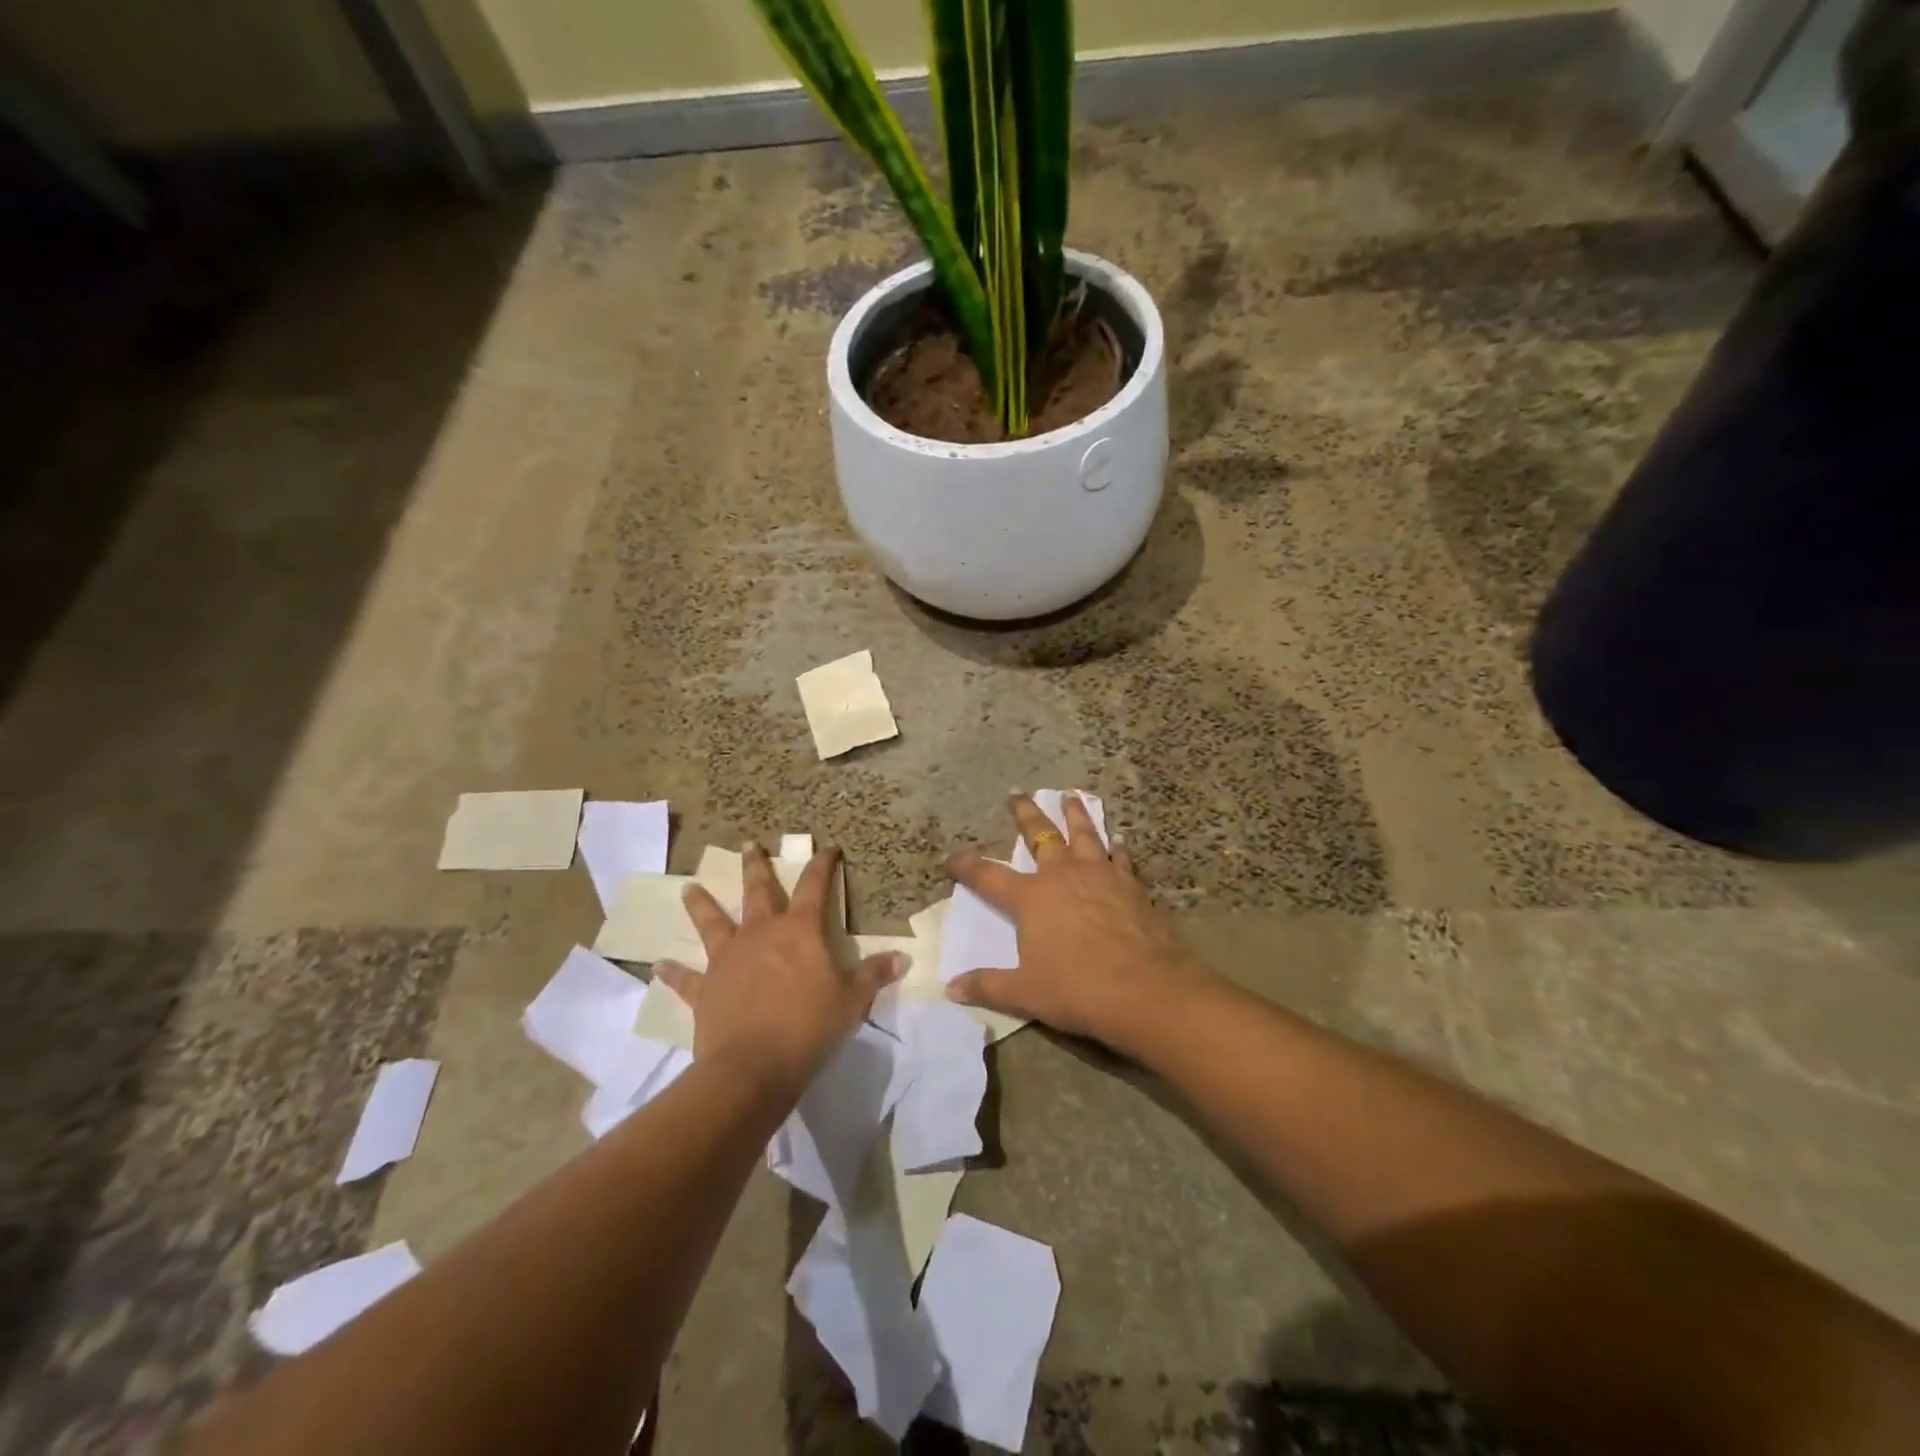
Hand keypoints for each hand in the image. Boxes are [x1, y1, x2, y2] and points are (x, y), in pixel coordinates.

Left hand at [656, 844, 901, 1096]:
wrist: (753, 1067)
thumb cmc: (810, 1027)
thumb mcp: (852, 1000)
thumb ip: (875, 975)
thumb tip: (903, 958)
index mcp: (799, 931)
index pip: (814, 887)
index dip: (822, 865)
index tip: (827, 848)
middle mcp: (760, 935)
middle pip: (757, 892)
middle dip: (756, 867)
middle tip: (749, 844)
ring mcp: (728, 960)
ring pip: (713, 923)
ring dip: (702, 904)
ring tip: (690, 887)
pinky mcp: (705, 990)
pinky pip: (686, 979)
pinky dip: (673, 972)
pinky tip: (659, 964)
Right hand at [945, 794, 1215, 1053]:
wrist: (1147, 989)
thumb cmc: (1079, 989)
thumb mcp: (1026, 993)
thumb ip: (988, 986)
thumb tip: (951, 988)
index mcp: (1031, 898)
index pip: (989, 876)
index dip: (967, 866)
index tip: (953, 857)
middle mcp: (1063, 876)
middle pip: (1040, 836)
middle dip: (1025, 814)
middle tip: (1017, 794)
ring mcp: (1100, 875)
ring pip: (1084, 834)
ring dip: (1075, 814)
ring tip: (1071, 796)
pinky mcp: (1131, 885)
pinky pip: (1121, 859)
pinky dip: (1116, 848)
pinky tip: (1118, 842)